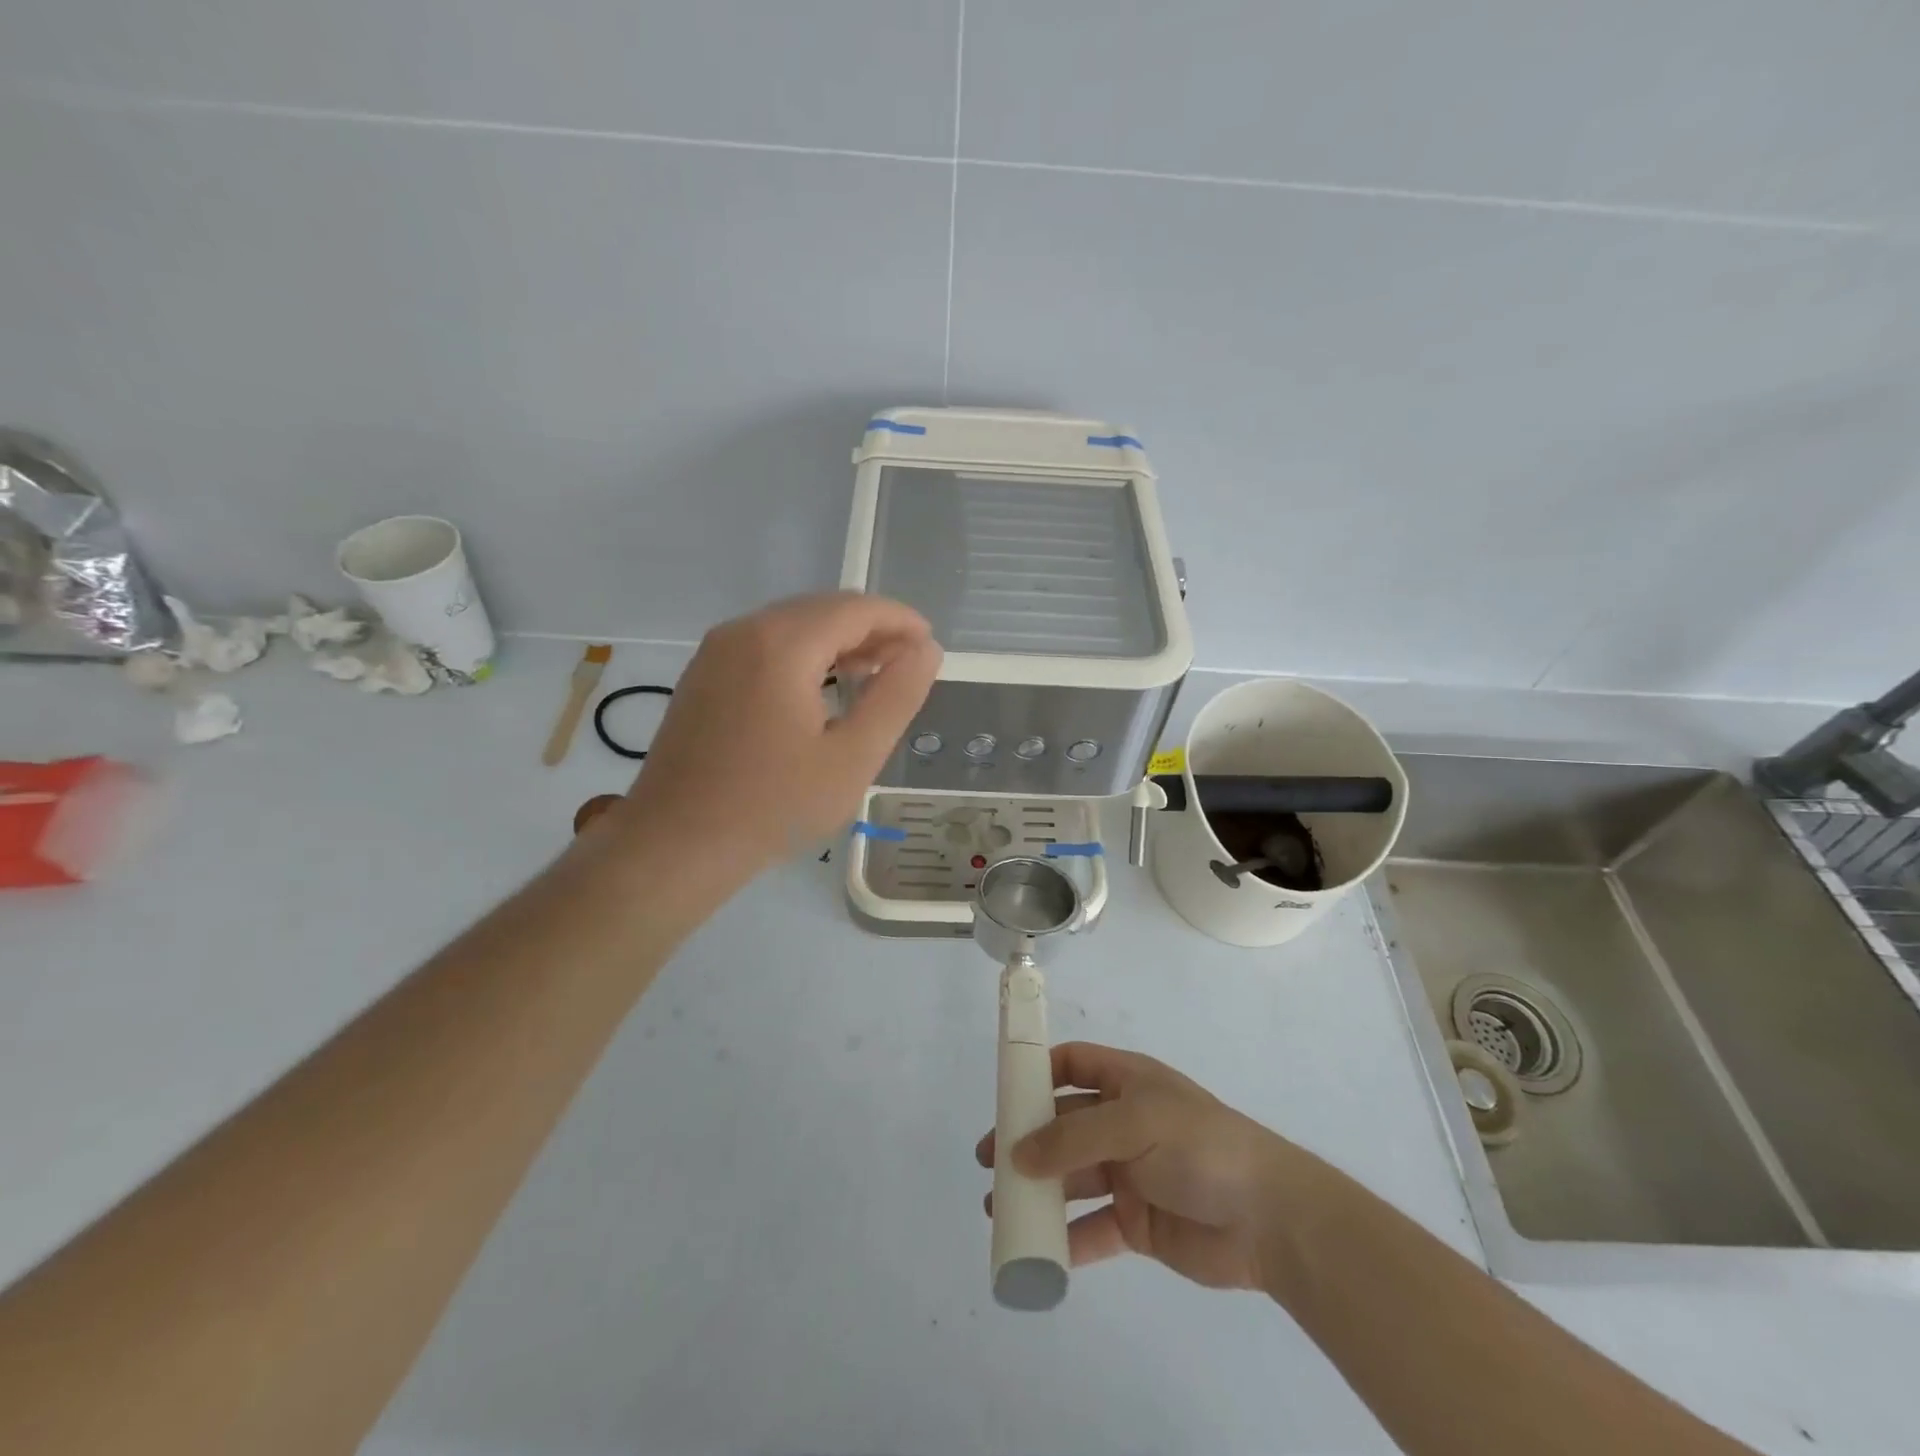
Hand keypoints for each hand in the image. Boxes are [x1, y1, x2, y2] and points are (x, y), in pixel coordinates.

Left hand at [608, 592, 940, 873]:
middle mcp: (744, 630)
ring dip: (838, 641)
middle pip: (822, 609)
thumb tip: (925, 650)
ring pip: (793, 624)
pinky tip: (822, 688)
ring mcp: (716, 650)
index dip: (900, 621)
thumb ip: (896, 697)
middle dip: (871, 629)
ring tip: (873, 675)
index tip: (929, 646)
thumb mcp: (853, 758)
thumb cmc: (773, 806)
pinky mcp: (703, 674)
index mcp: (782, 644)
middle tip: (907, 666)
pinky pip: (766, 644)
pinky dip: (804, 654)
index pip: (855, 608)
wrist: (675, 845)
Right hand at [975, 1042, 1306, 1291]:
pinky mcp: (1137, 1222)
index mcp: (1127, 1083)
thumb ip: (1074, 1138)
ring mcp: (1130, 1173)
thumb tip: (1018, 1154)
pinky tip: (1037, 1252)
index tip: (1001, 1091)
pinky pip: (1092, 1228)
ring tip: (999, 1209)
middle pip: (1064, 1125)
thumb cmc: (1200, 1147)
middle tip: (988, 1161)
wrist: (1269, 1218)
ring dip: (1038, 1191)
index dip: (1038, 1071)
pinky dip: (1065, 1239)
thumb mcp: (1135, 1123)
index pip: (1073, 1064)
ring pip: (1072, 1178)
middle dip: (1026, 1139)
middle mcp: (1123, 1123)